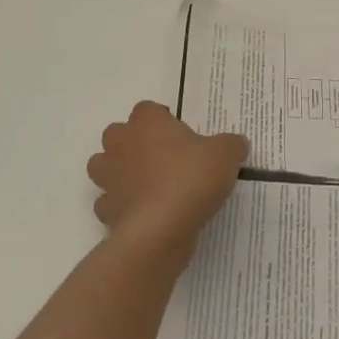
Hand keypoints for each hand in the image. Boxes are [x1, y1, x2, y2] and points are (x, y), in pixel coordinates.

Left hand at [87, 101, 248, 263]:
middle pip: (118, 134)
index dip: (163, 120)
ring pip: (103, 166)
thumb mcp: (226, 155)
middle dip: (134, 142)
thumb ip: (231, 145)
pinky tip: (142, 213)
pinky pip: (109, 203)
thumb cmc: (191, 179)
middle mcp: (121, 144)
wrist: (161, 229)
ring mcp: (109, 178)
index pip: (148, 109)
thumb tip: (235, 144)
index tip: (182, 135)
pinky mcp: (106, 210)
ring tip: (146, 184)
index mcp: (147, 123)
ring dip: (118, 171)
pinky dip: (121, 206)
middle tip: (163, 158)